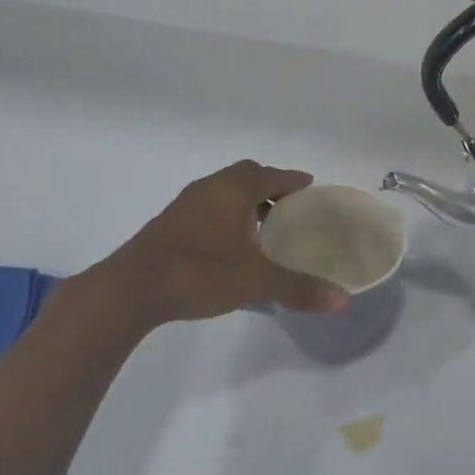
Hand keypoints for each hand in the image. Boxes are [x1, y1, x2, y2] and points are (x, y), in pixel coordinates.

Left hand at [96, 161, 349, 327]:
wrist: (131, 288)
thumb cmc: (199, 273)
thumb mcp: (255, 282)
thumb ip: (298, 288)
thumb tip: (343, 300)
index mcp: (234, 189)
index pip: (272, 174)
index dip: (293, 180)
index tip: (311, 187)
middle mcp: (210, 187)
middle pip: (246, 176)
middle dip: (270, 187)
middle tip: (290, 208)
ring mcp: (185, 204)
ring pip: (224, 192)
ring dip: (246, 202)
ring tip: (265, 227)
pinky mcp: (169, 224)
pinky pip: (208, 208)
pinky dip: (227, 216)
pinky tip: (231, 245)